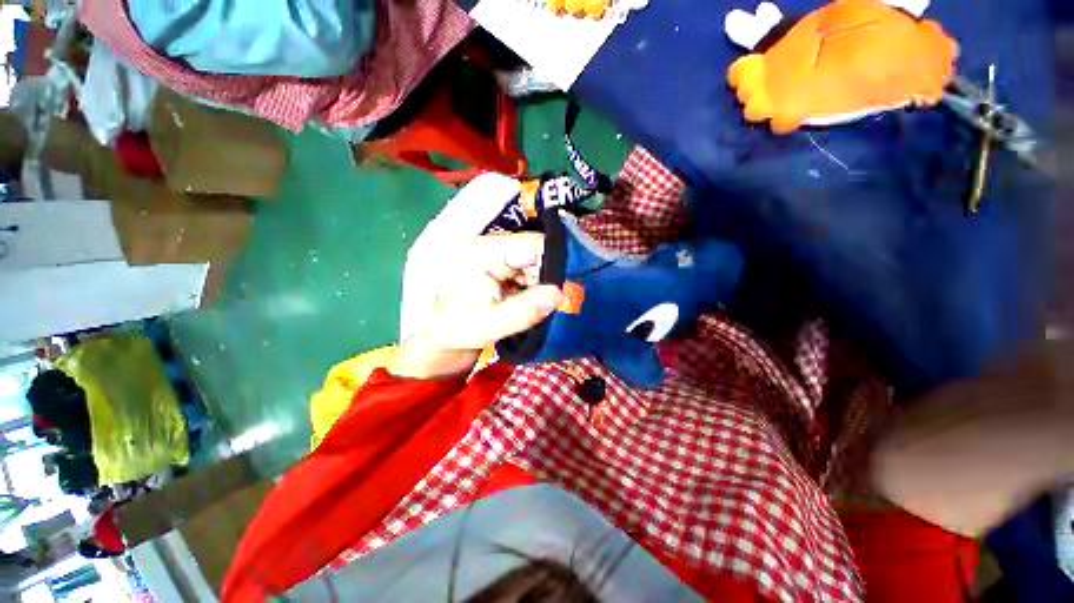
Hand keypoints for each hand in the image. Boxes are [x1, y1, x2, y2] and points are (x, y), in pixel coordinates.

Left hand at [389, 234, 563, 379]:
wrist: (443, 341)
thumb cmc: (455, 330)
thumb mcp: (487, 324)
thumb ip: (522, 311)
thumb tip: (560, 294)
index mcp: (483, 252)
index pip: (530, 246)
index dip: (555, 264)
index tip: (571, 289)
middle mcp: (494, 249)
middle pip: (537, 255)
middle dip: (552, 280)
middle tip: (564, 304)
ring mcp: (501, 261)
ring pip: (539, 268)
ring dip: (548, 288)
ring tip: (553, 309)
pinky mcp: (507, 274)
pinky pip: (533, 278)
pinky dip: (541, 293)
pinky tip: (543, 308)